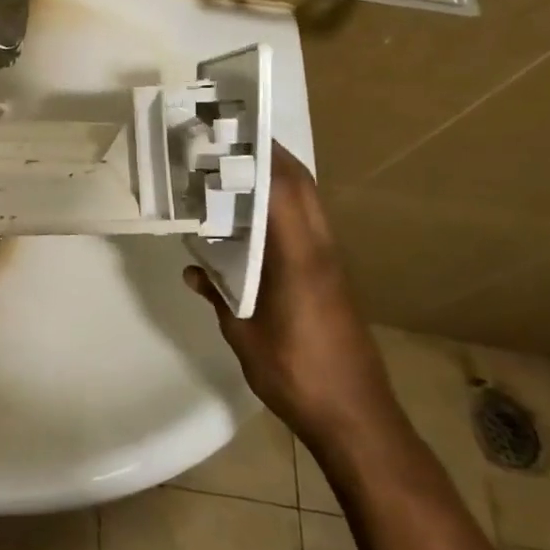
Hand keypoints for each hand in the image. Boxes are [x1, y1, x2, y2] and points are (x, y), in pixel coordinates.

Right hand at [183, 143, 397, 447]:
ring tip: (234, 169)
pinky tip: (253, 218)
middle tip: (228, 141)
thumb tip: (193, 270)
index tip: (228, 131)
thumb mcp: (243, 334)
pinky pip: (307, 225)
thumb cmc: (296, 374)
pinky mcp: (332, 279)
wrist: (357, 418)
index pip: (283, 189)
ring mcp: (330, 264)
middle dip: (270, 156)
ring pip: (308, 203)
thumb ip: (218, 295)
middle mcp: (320, 251)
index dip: (259, 155)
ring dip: (278, 179)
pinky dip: (283, 206)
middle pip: (302, 186)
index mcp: (299, 258)